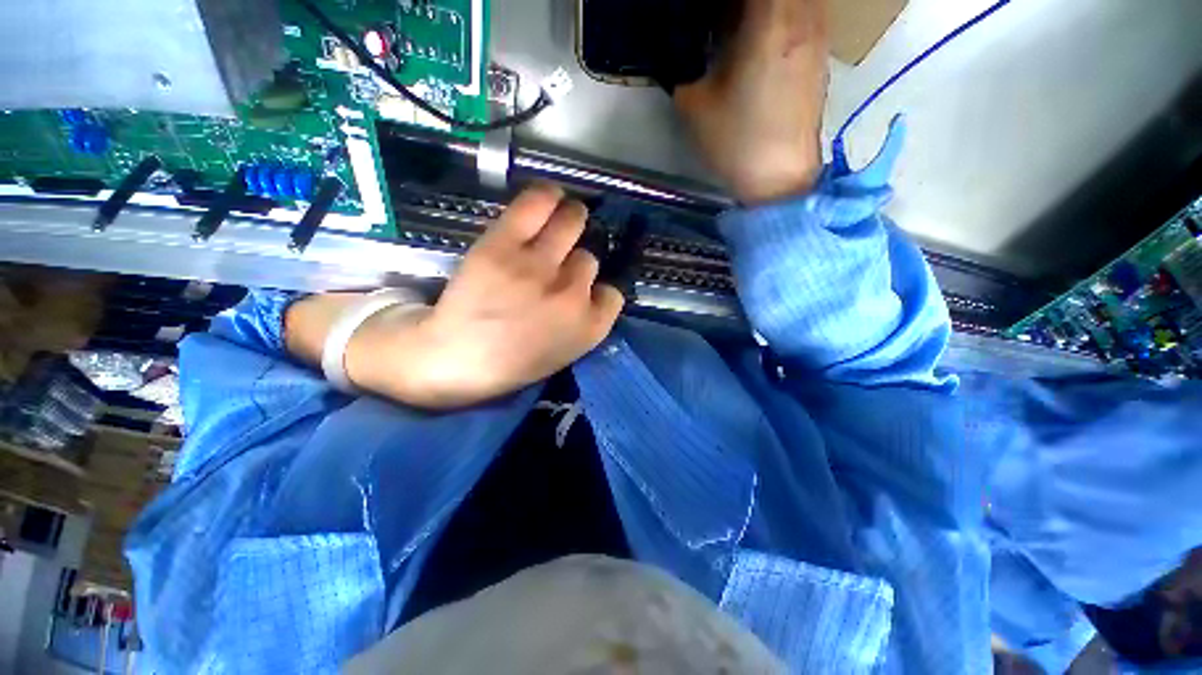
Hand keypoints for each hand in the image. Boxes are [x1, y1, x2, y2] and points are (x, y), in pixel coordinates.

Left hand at [290, 185, 624, 409]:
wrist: (455, 359)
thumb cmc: (510, 362)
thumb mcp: (563, 353)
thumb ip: (584, 322)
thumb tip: (591, 290)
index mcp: (588, 328)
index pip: (613, 295)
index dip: (598, 289)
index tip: (584, 289)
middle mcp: (571, 294)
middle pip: (589, 258)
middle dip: (578, 257)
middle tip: (565, 254)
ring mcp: (538, 267)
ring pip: (571, 226)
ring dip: (571, 219)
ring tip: (565, 215)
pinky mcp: (504, 246)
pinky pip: (538, 206)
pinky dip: (547, 196)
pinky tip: (551, 194)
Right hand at [674, 0, 828, 203]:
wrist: (780, 176)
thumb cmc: (736, 142)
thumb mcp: (694, 105)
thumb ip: (683, 65)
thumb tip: (677, 45)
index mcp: (769, 19)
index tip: (712, 10)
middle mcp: (802, 13)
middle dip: (744, 2)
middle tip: (723, 15)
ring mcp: (817, 31)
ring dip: (764, 6)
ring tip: (739, 24)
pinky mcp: (821, 51)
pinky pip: (804, 8)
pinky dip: (782, 11)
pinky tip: (761, 36)